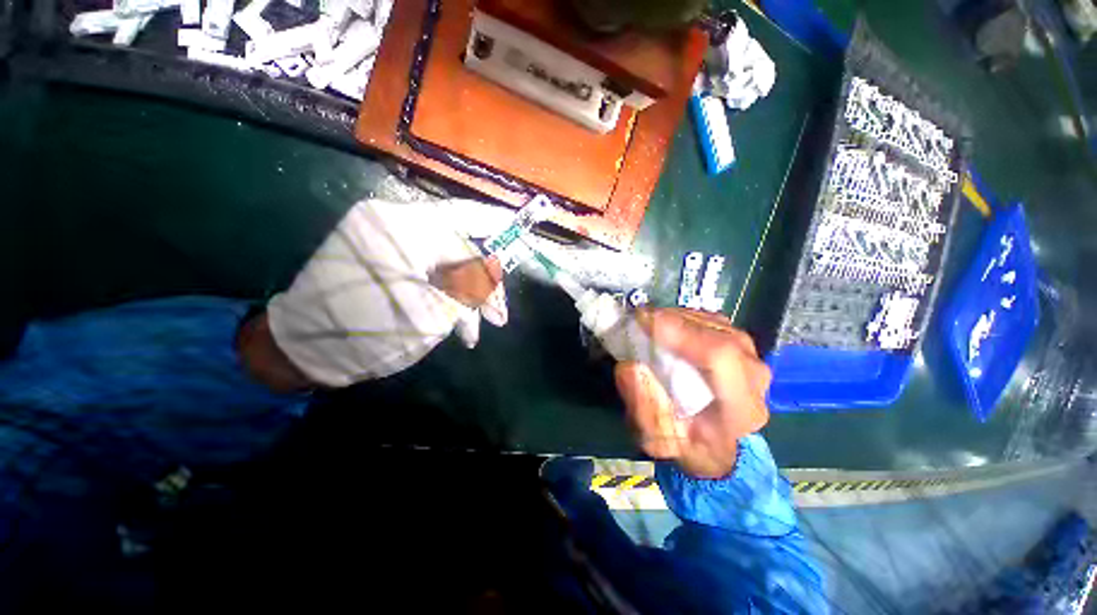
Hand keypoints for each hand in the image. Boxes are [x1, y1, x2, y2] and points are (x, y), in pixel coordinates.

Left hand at [261, 198, 510, 387]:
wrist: (304, 352)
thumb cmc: (368, 331)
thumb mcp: (432, 313)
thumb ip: (469, 287)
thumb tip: (491, 274)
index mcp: (402, 228)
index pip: (464, 221)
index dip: (497, 225)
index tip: (522, 230)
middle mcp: (394, 225)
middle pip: (459, 247)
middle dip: (484, 285)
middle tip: (499, 317)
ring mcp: (388, 243)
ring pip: (446, 265)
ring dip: (465, 299)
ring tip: (474, 335)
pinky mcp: (385, 261)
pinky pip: (429, 273)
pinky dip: (445, 297)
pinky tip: (456, 328)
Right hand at [613, 308, 770, 478]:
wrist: (716, 445)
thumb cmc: (687, 444)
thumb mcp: (656, 437)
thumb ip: (642, 405)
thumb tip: (629, 366)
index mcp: (740, 408)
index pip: (720, 357)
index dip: (682, 334)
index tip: (645, 322)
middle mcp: (754, 378)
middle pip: (716, 334)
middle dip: (673, 321)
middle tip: (639, 319)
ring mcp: (752, 357)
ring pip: (713, 323)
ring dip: (677, 318)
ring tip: (649, 322)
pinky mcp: (741, 345)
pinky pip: (711, 321)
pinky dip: (685, 319)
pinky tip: (666, 325)